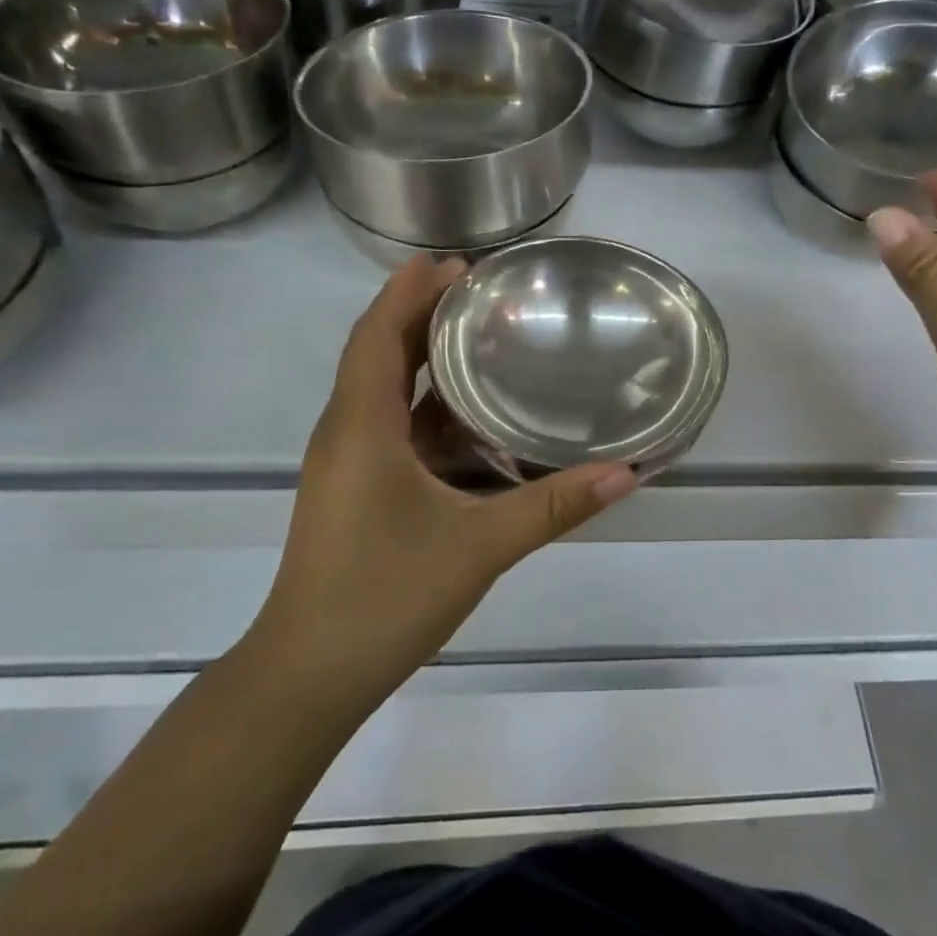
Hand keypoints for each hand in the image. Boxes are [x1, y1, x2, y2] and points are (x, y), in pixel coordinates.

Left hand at [249, 256, 637, 718]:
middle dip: (421, 313)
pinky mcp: (354, 491)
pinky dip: (425, 407)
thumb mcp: (479, 546)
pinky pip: (388, 427)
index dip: (411, 290)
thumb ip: (553, 506)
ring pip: (382, 391)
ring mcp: (346, 464)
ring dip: (422, 359)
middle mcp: (345, 432)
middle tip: (482, 290)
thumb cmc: (385, 596)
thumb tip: (626, 474)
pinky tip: (469, 417)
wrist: (311, 673)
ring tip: (481, 339)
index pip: (378, 332)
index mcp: (361, 425)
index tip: (458, 261)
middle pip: (378, 351)